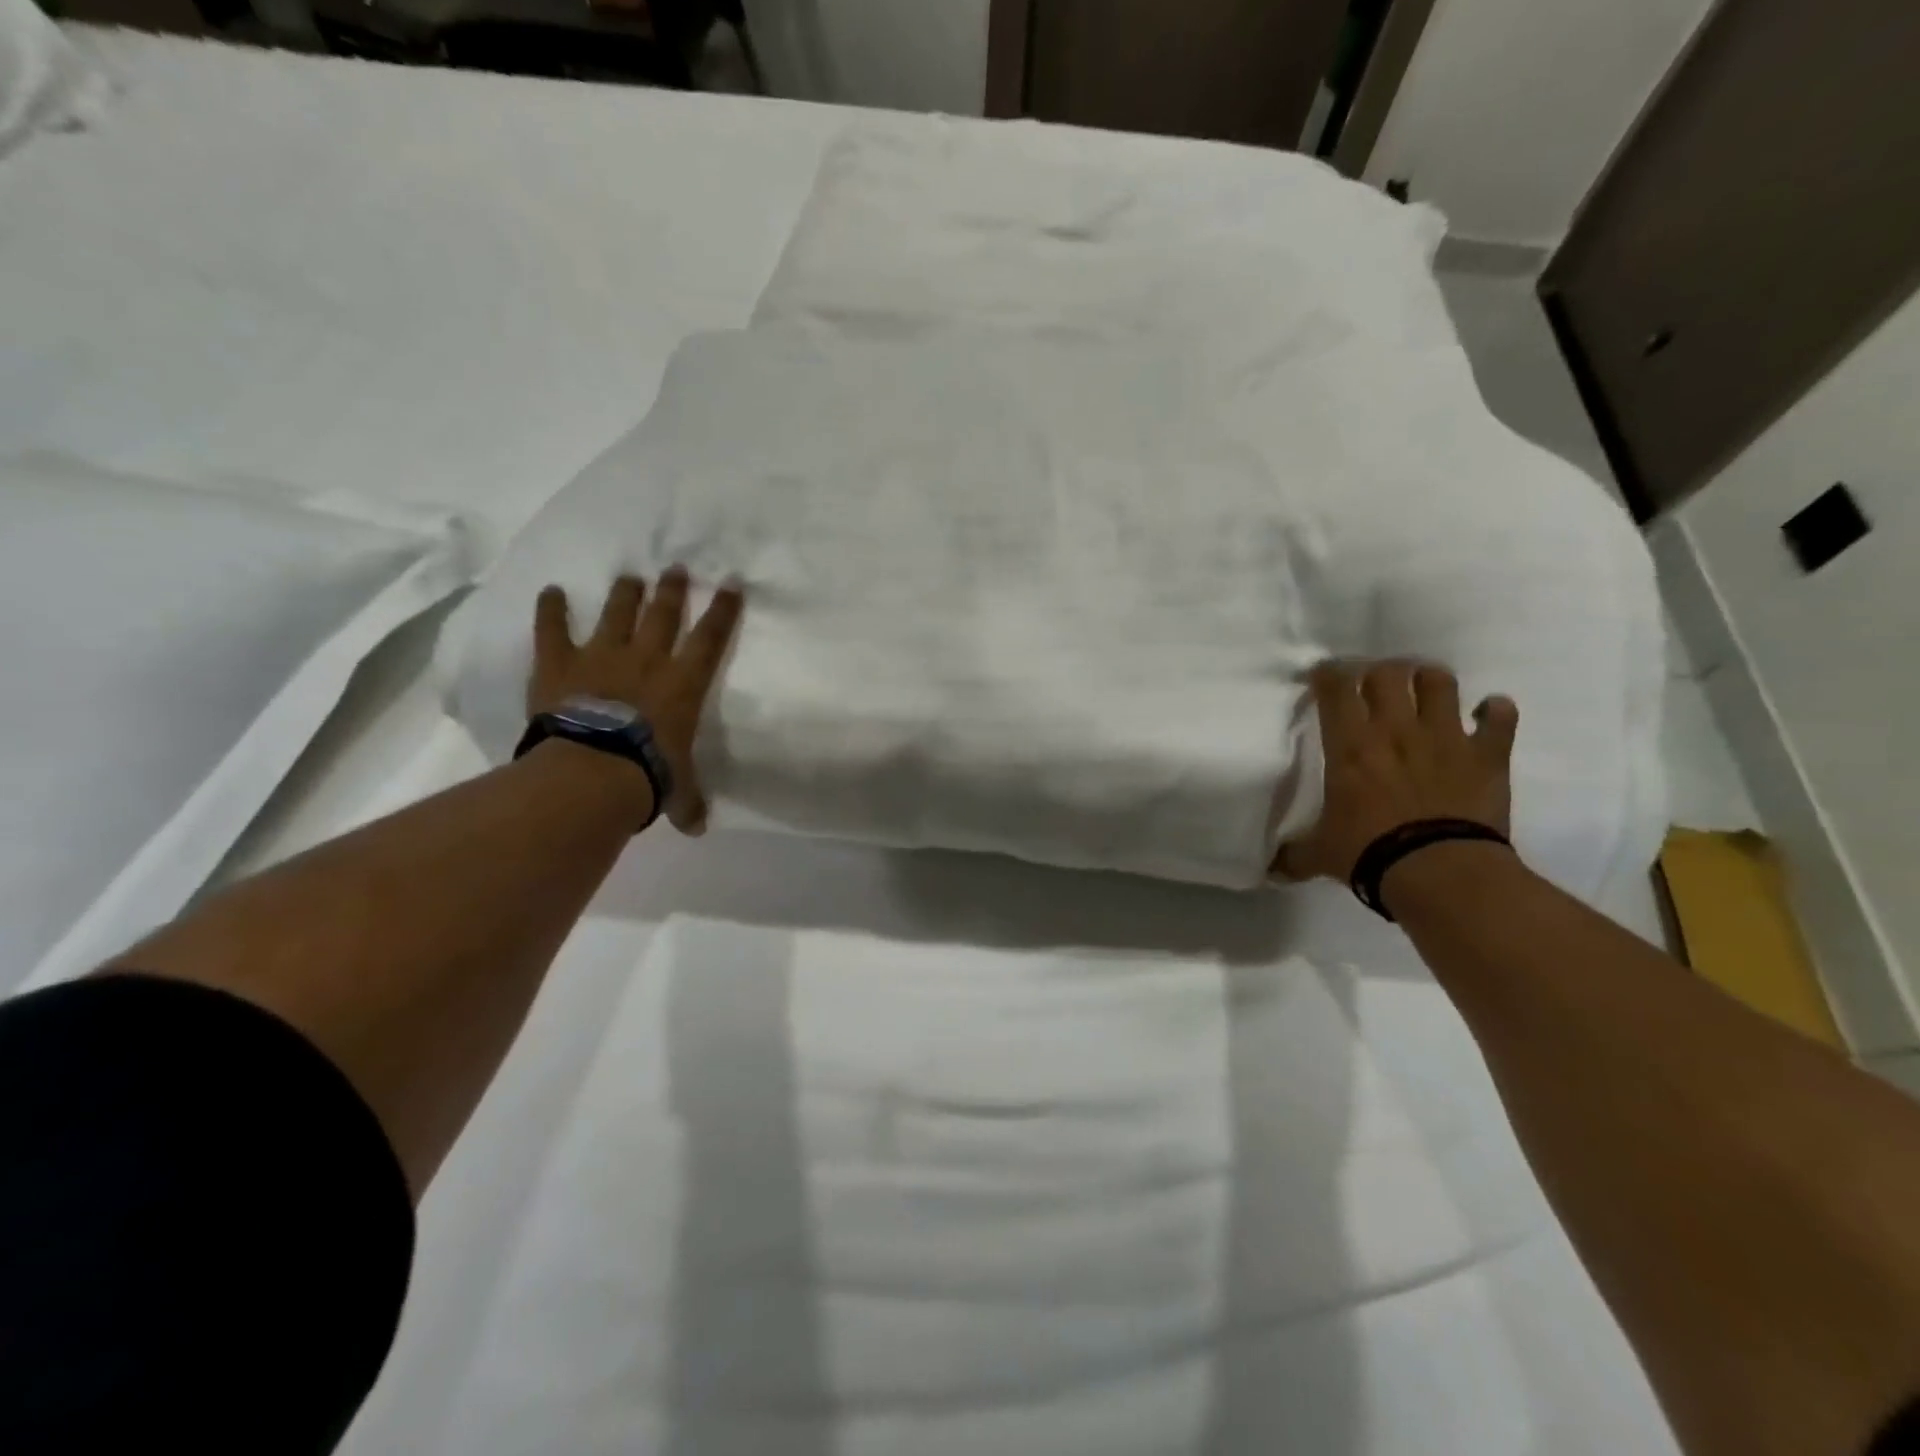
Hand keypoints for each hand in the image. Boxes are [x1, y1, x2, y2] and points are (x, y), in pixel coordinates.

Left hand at [526, 567, 743, 833]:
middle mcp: (648, 659)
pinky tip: (551, 590)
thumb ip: (687, 802)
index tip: (731, 583)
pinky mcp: (560, 663)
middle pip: (664, 613)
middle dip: (673, 589)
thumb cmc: (650, 775)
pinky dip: (551, 609)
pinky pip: (553, 629)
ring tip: (631, 575)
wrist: (595, 770)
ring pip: (618, 612)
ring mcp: (602, 656)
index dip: (724, 609)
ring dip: (625, 592)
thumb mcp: (677, 790)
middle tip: (677, 568)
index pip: (712, 638)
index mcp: (683, 684)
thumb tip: (697, 828)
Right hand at [1273, 659, 1517, 882]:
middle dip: (1379, 673)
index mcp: (1350, 745)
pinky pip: (1500, 717)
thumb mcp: (1320, 855)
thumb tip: (1270, 870)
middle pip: (1387, 673)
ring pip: (1440, 682)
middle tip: (1374, 685)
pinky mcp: (1487, 754)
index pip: (1335, 688)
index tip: (1324, 675)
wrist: (1440, 872)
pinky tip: (1488, 713)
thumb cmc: (1369, 854)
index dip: (1328, 674)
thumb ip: (1295, 855)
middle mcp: (1395, 729)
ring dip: (1431, 680)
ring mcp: (1446, 737)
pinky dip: (1495, 711)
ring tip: (1425, 689)